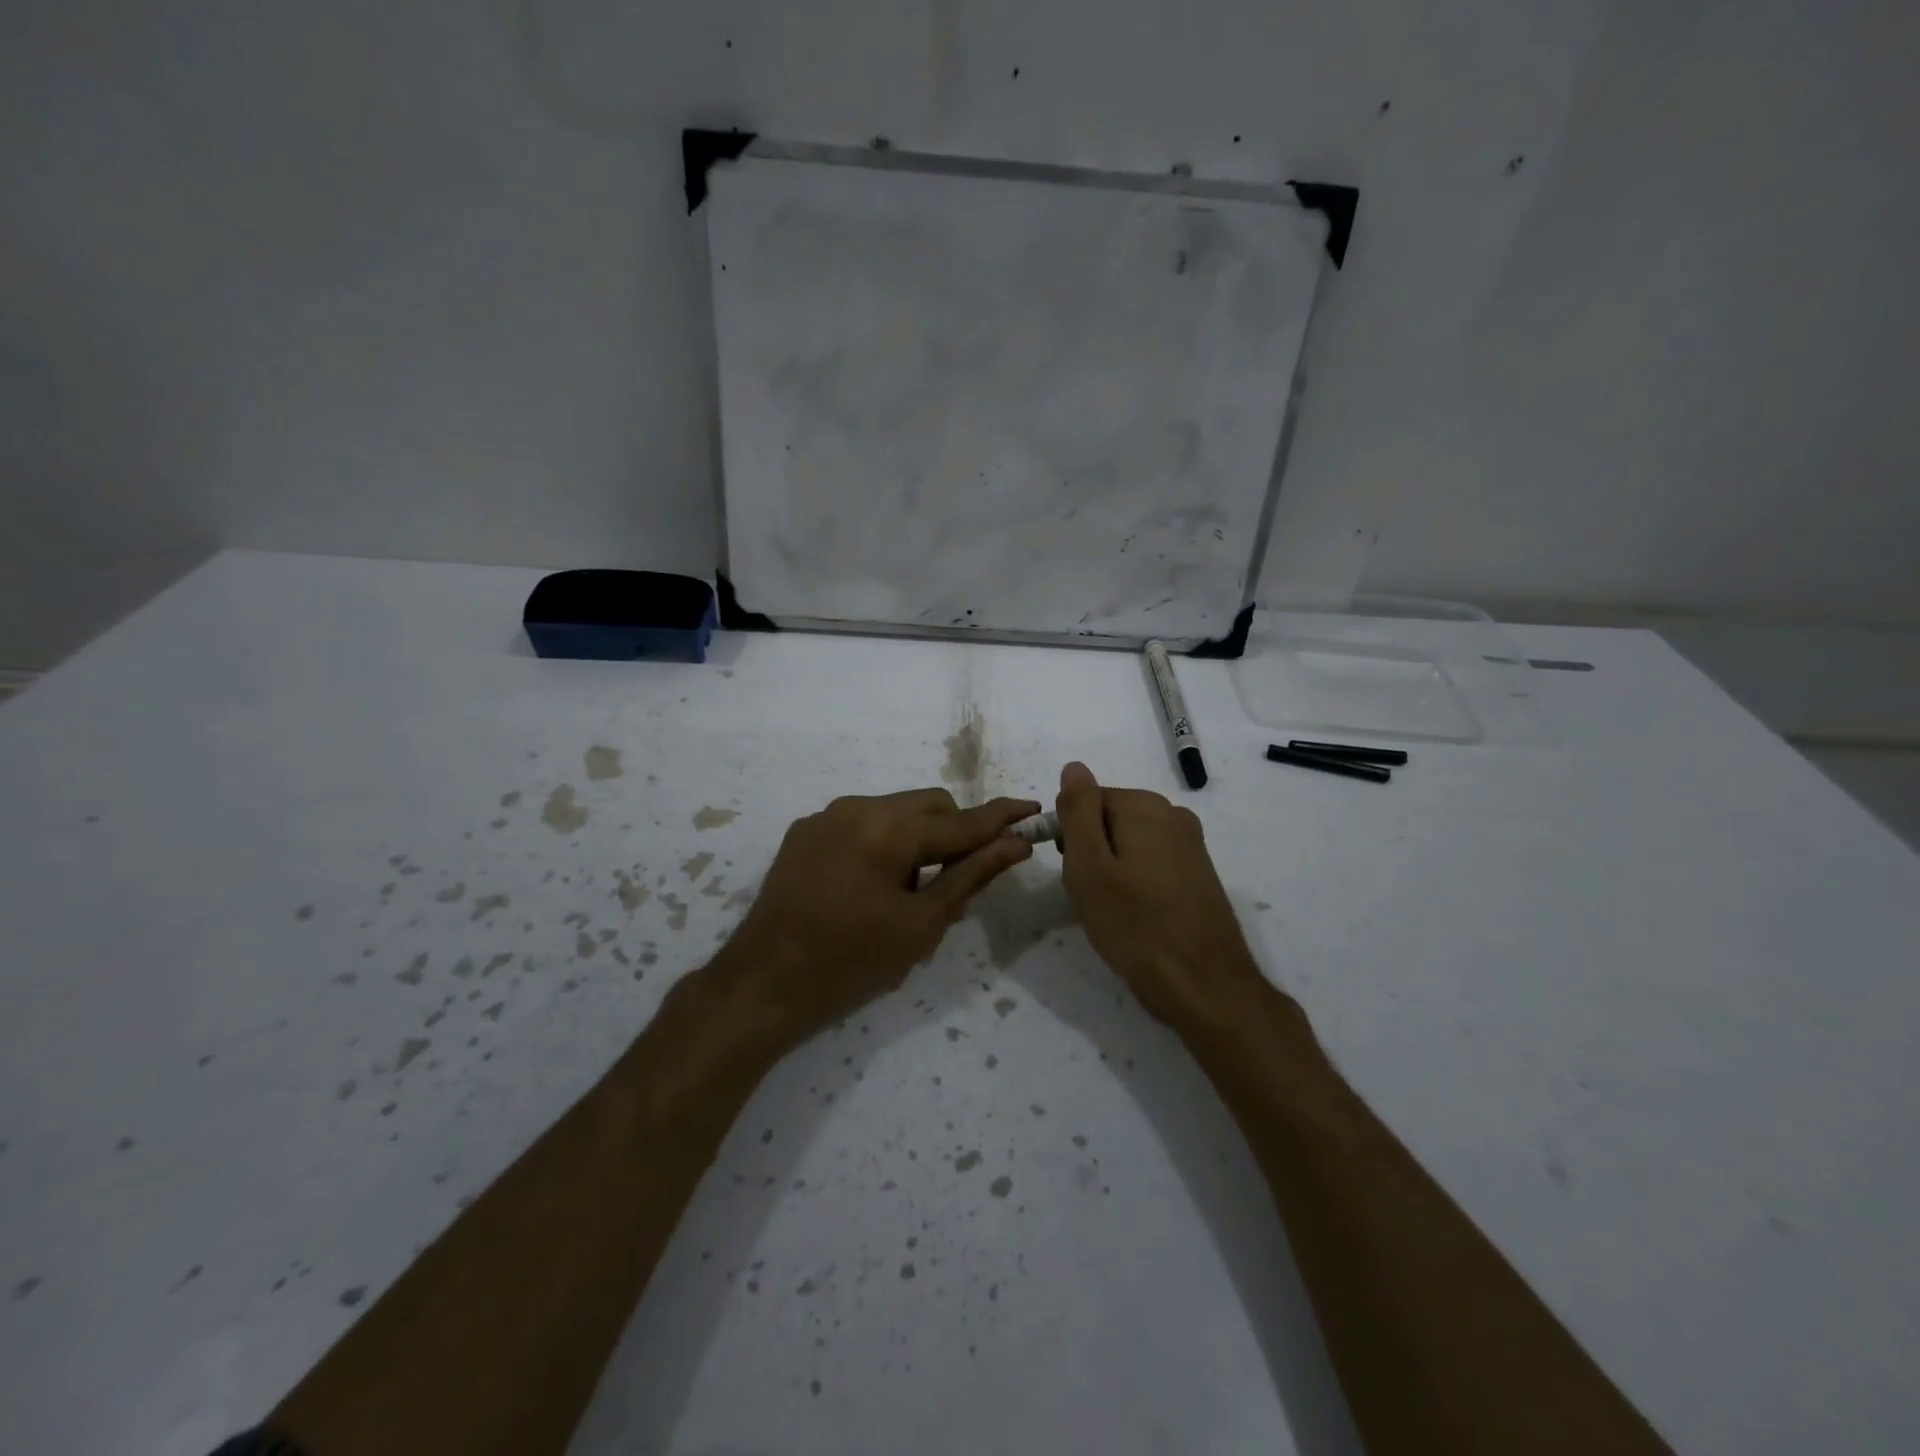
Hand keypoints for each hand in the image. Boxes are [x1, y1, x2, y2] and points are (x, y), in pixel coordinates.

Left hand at [713, 789, 1037, 1050]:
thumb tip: (1014, 844)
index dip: (1001, 818)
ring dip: (917, 840)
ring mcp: (826, 816)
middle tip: (958, 880)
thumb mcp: (921, 924)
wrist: (763, 985)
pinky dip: (883, 844)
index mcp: (889, 828)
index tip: (1032, 809)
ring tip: (908, 892)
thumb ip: (971, 875)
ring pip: (895, 812)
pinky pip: (861, 824)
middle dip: (954, 833)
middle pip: (929, 805)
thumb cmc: (851, 962)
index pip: (961, 819)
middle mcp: (857, 807)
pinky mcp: (805, 832)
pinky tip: (871, 887)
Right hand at [1054, 761, 1266, 1032]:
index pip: (1087, 801)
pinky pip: (1152, 862)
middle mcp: (1173, 814)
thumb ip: (1078, 810)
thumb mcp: (1089, 866)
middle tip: (1091, 895)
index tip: (1072, 873)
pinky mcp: (1200, 872)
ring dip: (1113, 869)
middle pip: (1110, 818)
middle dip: (1092, 851)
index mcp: (1144, 806)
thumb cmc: (1135, 925)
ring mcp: (1192, 844)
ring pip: (1130, 843)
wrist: (1204, 985)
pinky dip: (1137, 882)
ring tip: (1113, 910)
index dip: (1070, 836)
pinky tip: (1138, 916)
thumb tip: (1074, 766)